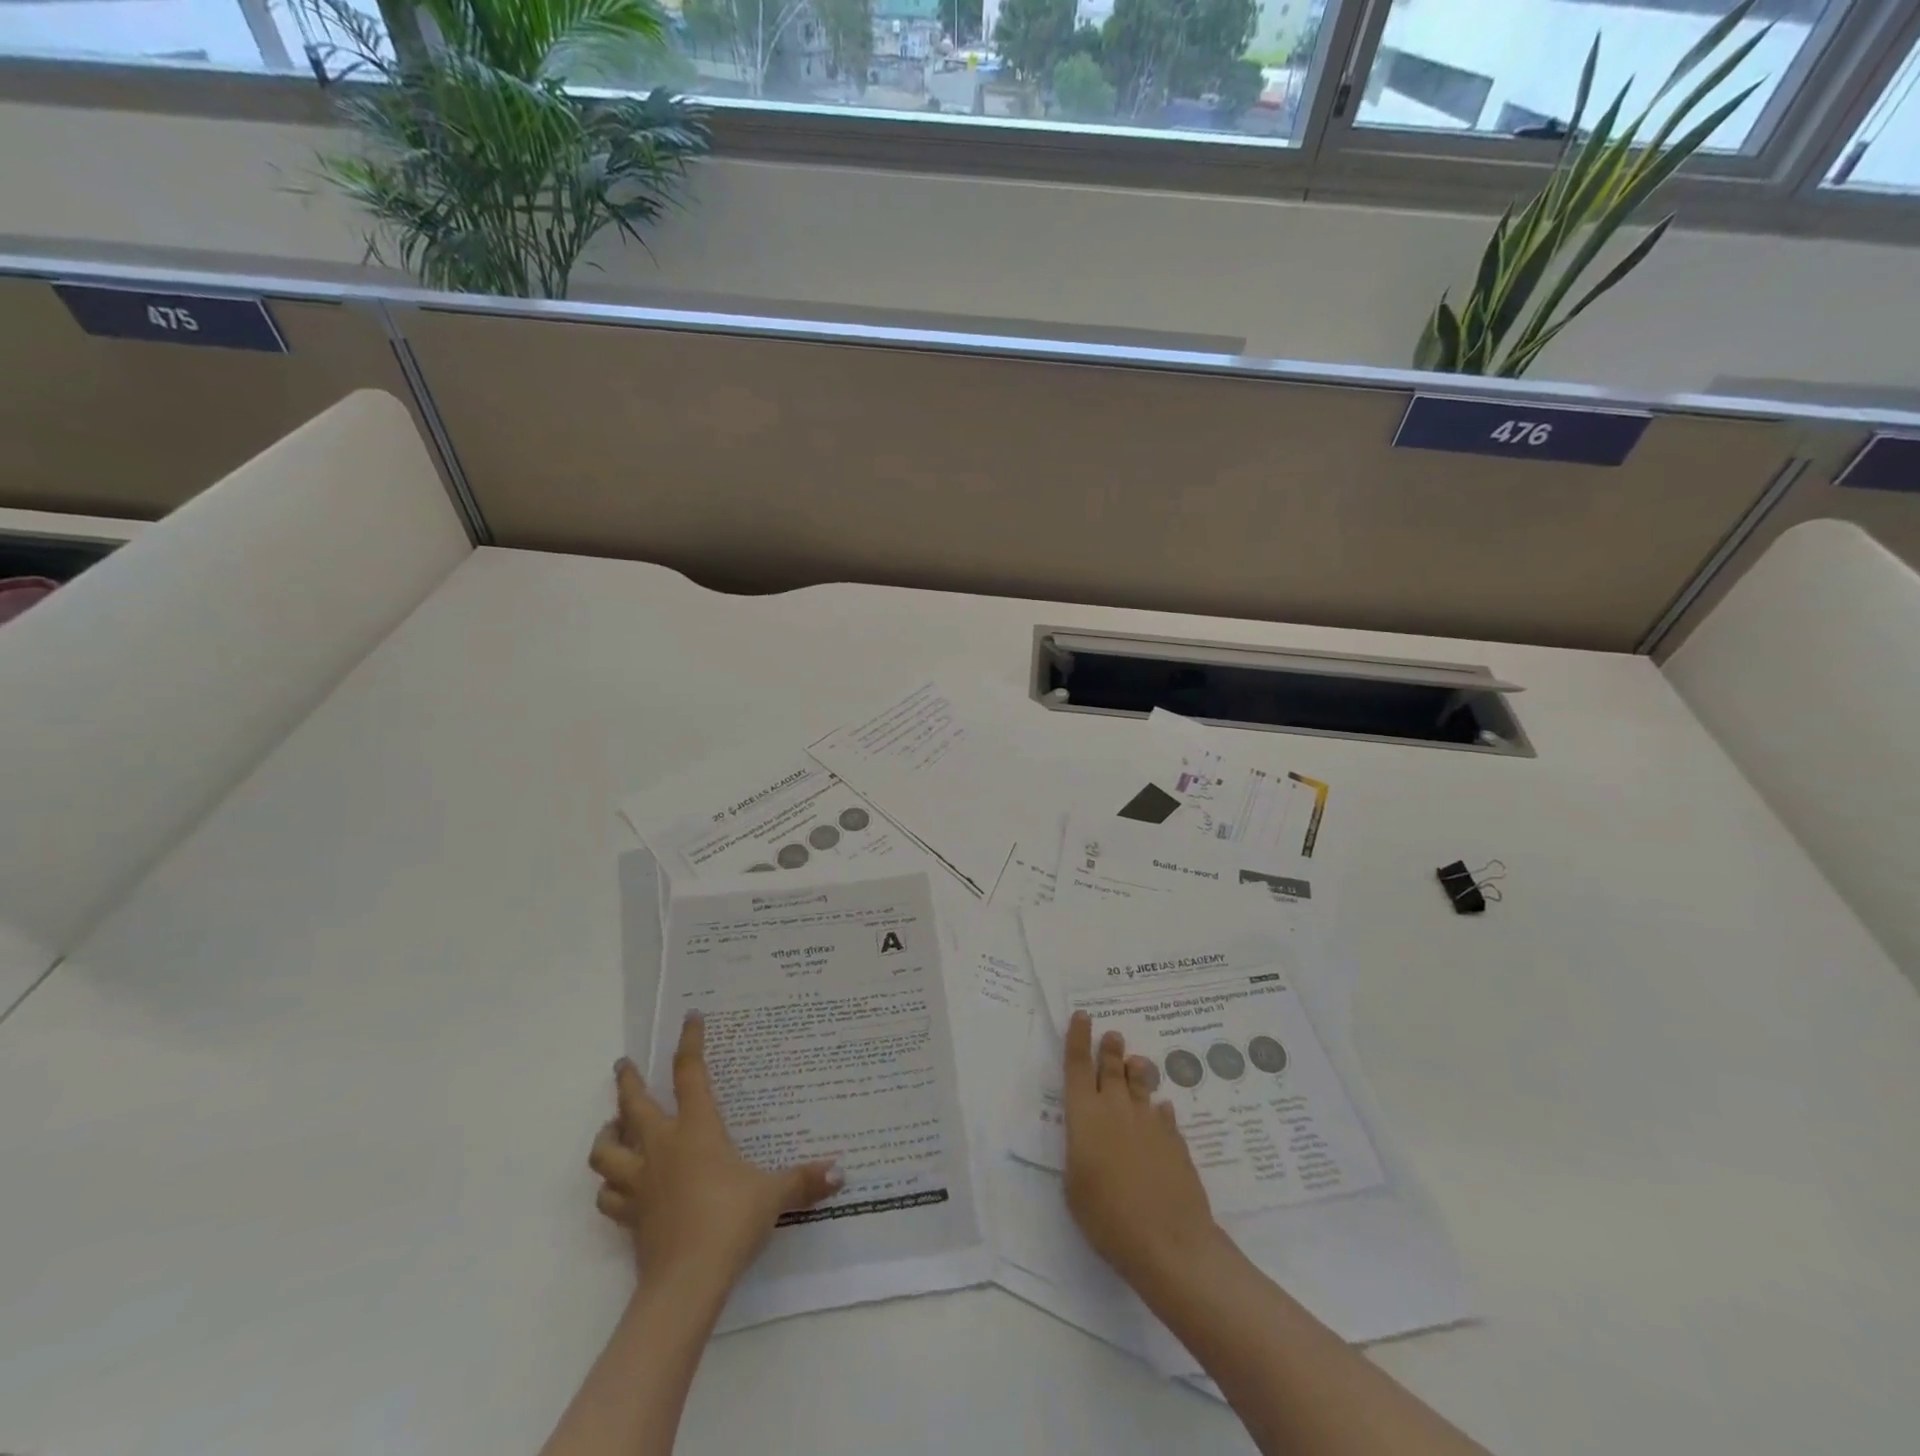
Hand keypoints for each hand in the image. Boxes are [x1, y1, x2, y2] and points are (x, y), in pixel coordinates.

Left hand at [589, 1013, 841, 1292]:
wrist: (686, 1282)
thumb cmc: (730, 1221)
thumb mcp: (773, 1195)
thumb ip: (803, 1180)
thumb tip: (841, 1171)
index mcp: (697, 1129)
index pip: (690, 1074)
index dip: (690, 1042)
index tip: (690, 1018)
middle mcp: (662, 1147)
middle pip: (633, 1104)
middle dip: (628, 1081)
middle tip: (624, 1065)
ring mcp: (640, 1182)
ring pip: (606, 1151)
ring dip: (606, 1135)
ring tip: (612, 1127)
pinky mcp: (630, 1216)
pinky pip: (608, 1195)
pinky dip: (610, 1186)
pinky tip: (618, 1185)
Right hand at [1062, 1010, 1222, 1288]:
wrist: (1168, 1241)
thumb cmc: (1107, 1217)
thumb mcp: (1074, 1186)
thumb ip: (1081, 1153)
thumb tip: (1092, 1139)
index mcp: (1085, 1116)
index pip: (1078, 1065)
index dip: (1079, 1038)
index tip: (1083, 1016)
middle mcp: (1116, 1109)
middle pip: (1112, 1068)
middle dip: (1111, 1049)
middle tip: (1113, 1035)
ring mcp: (1150, 1122)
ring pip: (1141, 1085)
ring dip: (1137, 1071)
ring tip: (1138, 1062)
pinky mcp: (1175, 1141)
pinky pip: (1164, 1115)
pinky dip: (1159, 1110)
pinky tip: (1161, 1111)